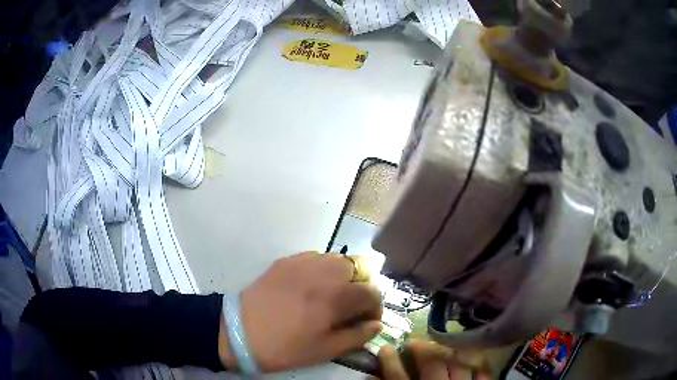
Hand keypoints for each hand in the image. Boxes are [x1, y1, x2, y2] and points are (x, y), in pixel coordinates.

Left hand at [219, 252, 382, 371]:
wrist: (239, 332)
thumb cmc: (284, 347)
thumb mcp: (325, 350)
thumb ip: (357, 337)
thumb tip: (377, 327)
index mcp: (335, 296)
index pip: (372, 292)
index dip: (375, 308)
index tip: (367, 322)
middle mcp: (323, 272)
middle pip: (359, 267)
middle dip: (361, 287)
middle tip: (350, 307)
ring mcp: (302, 262)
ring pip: (337, 259)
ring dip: (342, 276)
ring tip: (331, 296)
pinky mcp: (285, 261)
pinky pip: (314, 257)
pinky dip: (321, 270)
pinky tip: (310, 287)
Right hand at [377, 341, 490, 379]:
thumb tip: (372, 377)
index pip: (398, 377)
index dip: (390, 361)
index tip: (385, 347)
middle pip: (430, 364)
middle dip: (421, 349)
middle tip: (414, 341)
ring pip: (457, 363)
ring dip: (448, 350)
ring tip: (441, 342)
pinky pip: (483, 371)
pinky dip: (479, 360)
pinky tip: (472, 352)